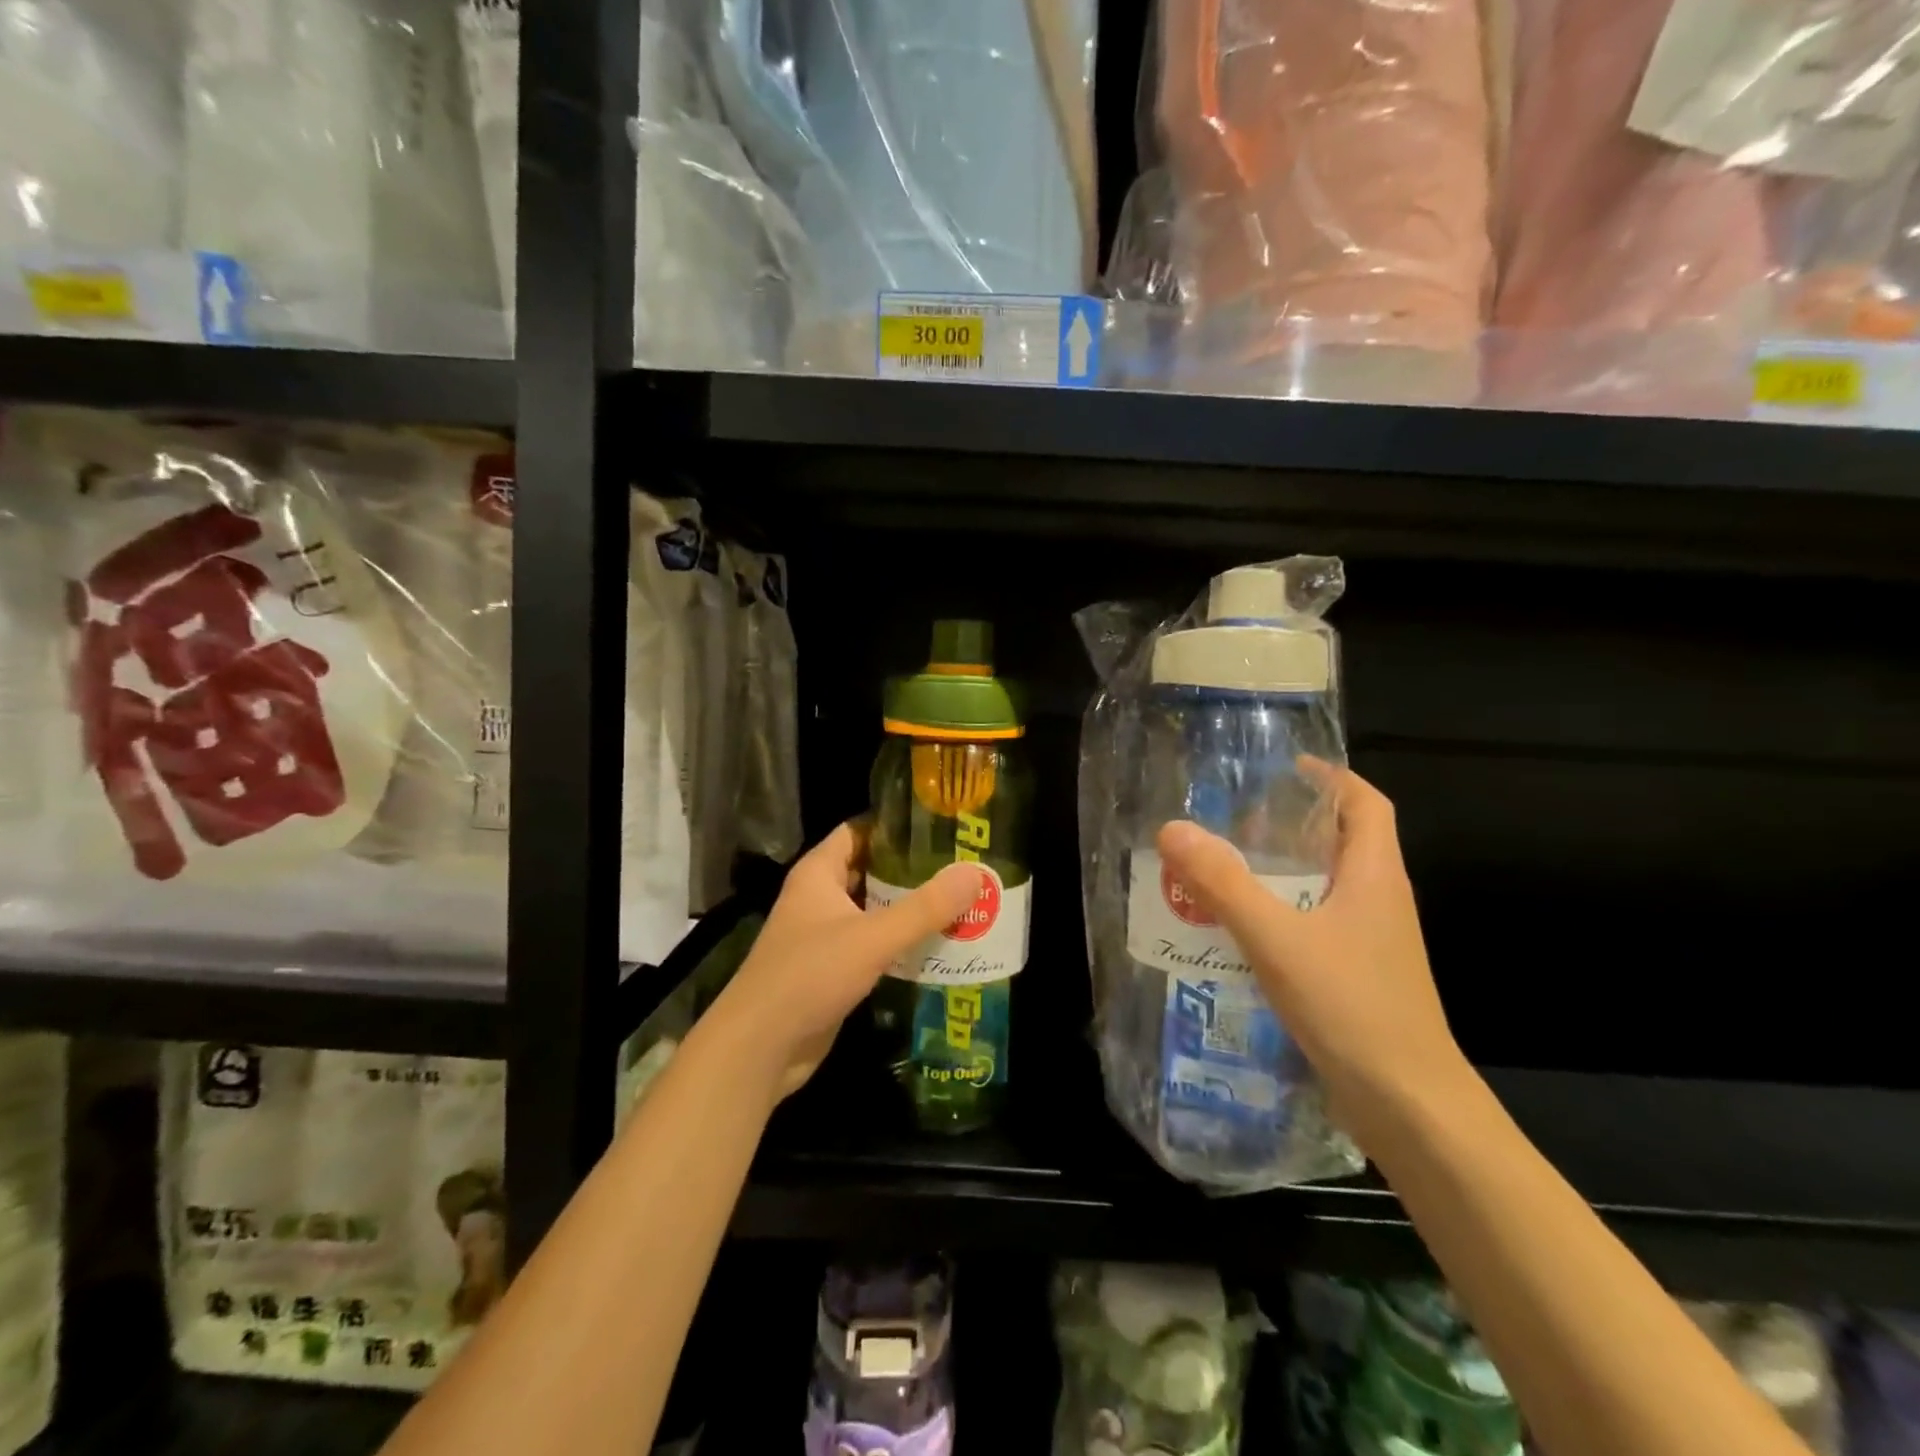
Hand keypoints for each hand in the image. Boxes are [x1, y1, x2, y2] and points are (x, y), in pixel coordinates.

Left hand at [705, 821, 981, 1101]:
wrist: (760, 1048)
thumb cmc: (810, 975)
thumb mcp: (873, 937)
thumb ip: (925, 907)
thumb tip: (975, 873)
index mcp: (818, 874)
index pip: (859, 831)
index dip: (895, 825)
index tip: (940, 825)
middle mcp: (819, 898)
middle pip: (871, 871)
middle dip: (913, 870)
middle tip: (963, 866)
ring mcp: (824, 936)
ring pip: (874, 911)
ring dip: (911, 910)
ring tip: (962, 902)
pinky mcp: (833, 971)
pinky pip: (873, 946)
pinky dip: (901, 944)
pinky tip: (939, 946)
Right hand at [1157, 764, 1470, 1149]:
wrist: (1409, 1107)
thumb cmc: (1352, 1008)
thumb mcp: (1277, 939)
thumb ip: (1223, 884)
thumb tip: (1172, 829)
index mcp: (1376, 876)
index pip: (1366, 803)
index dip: (1331, 776)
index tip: (1284, 766)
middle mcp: (1380, 901)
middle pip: (1342, 841)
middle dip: (1292, 822)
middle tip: (1233, 818)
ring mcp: (1371, 942)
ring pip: (1325, 886)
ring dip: (1281, 871)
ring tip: (1224, 866)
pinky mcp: (1357, 976)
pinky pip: (1315, 925)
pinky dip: (1280, 914)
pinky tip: (1239, 930)